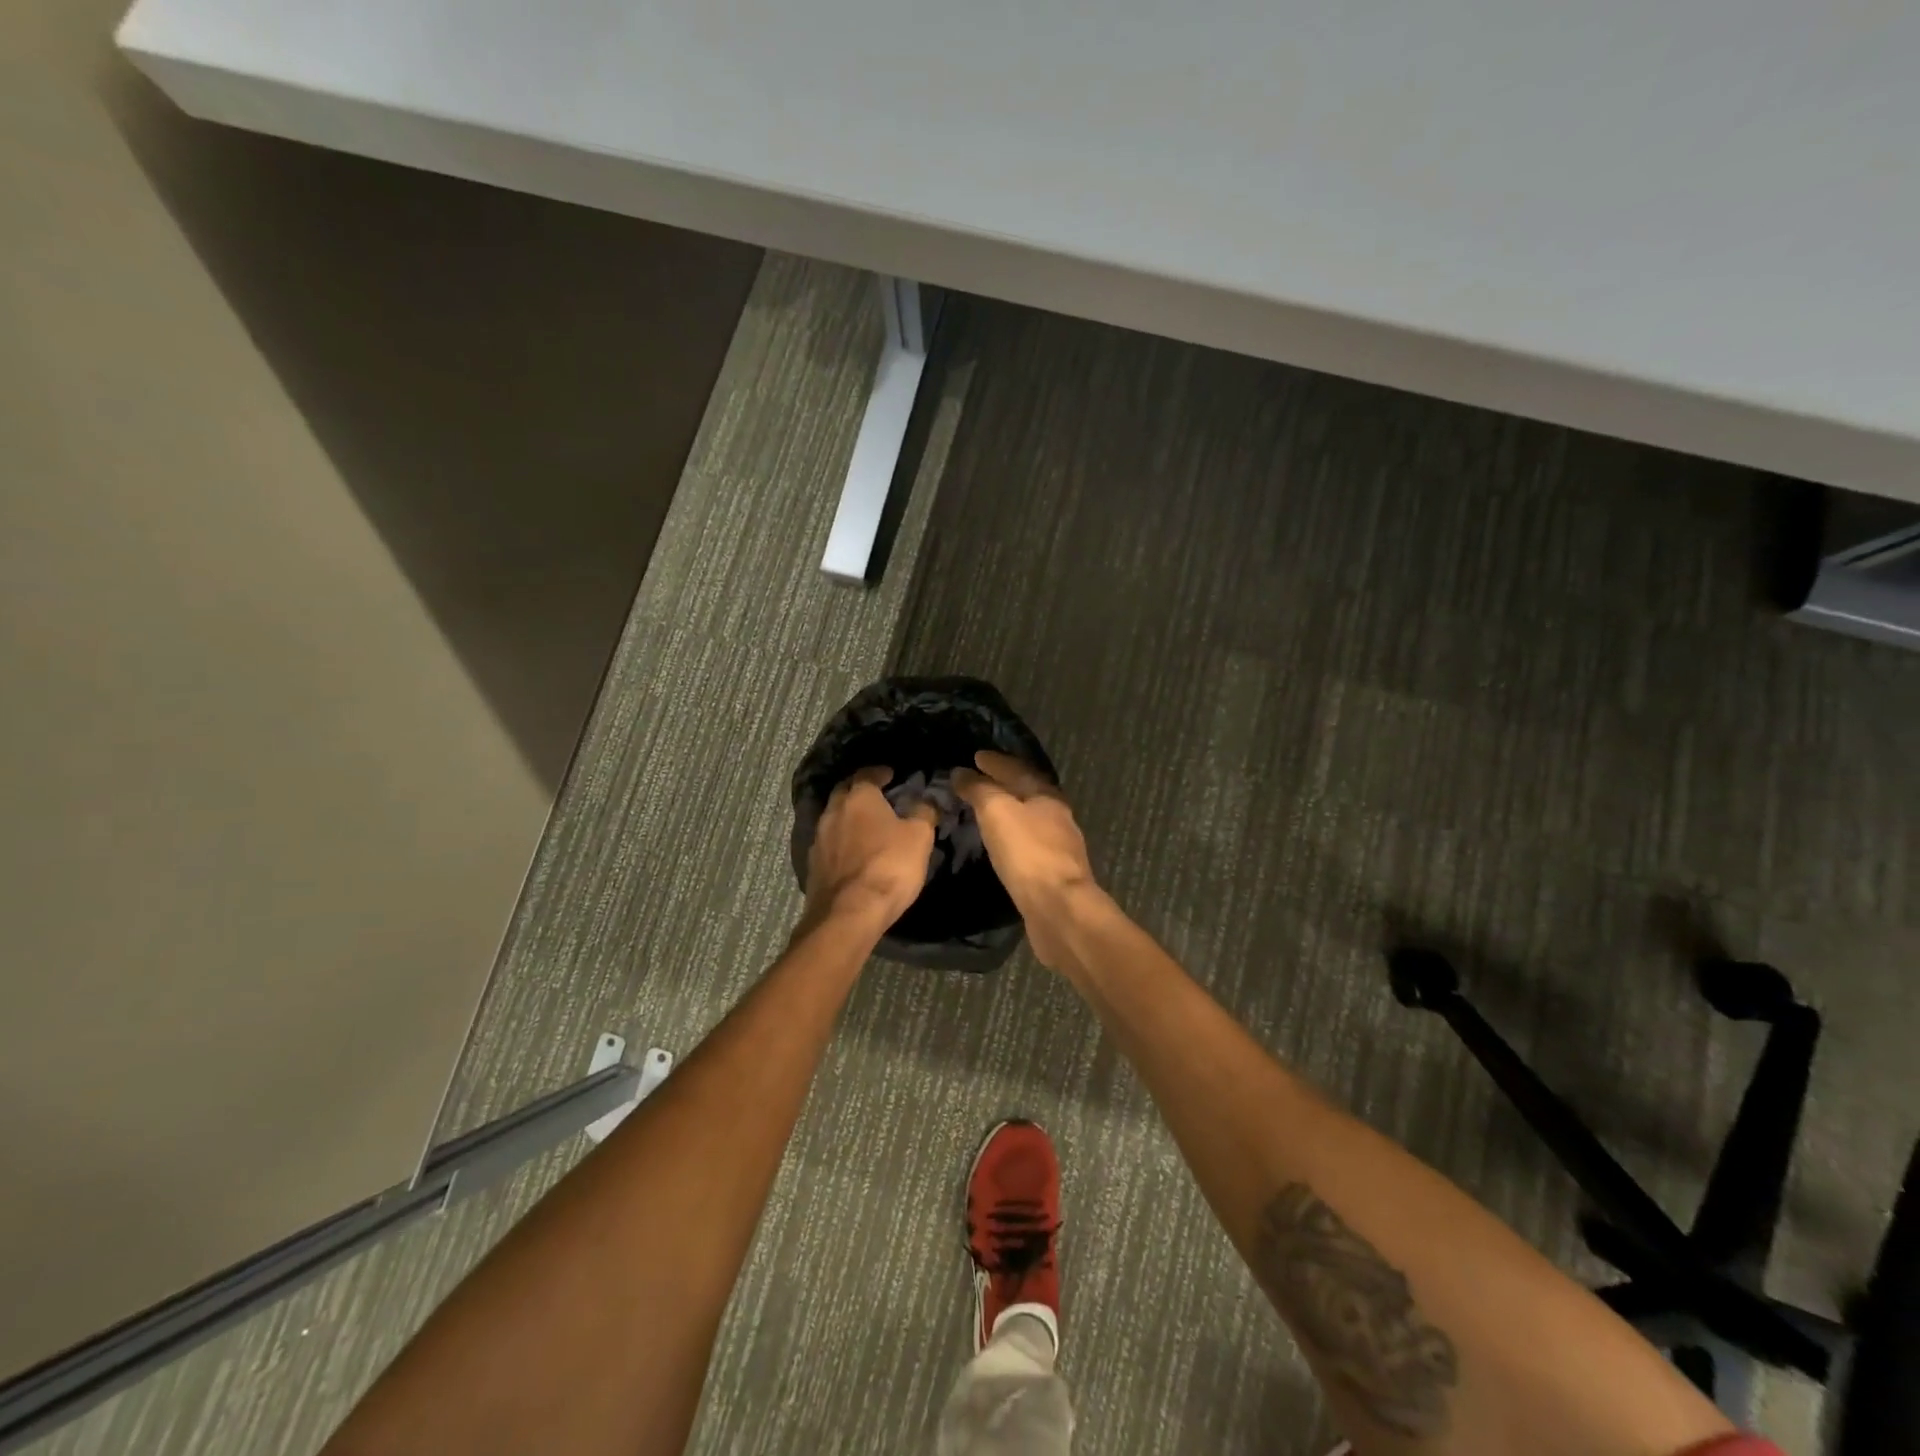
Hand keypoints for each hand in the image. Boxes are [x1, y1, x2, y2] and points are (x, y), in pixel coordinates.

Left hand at [803, 767, 937, 932]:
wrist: (848, 914)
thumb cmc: (888, 867)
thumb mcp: (919, 837)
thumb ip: (923, 813)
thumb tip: (925, 801)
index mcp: (858, 798)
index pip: (866, 774)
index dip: (880, 772)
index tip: (891, 775)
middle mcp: (833, 812)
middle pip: (844, 792)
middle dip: (859, 790)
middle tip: (876, 795)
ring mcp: (819, 839)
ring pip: (833, 817)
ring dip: (848, 817)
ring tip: (865, 824)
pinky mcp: (813, 865)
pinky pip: (829, 843)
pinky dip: (840, 841)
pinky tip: (852, 851)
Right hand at [952, 751, 1101, 969]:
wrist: (1059, 907)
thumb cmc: (1027, 852)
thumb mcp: (997, 811)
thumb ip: (979, 790)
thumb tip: (962, 773)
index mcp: (1046, 796)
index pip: (1017, 769)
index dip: (995, 762)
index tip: (976, 756)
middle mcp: (1057, 816)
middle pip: (1027, 791)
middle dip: (1003, 783)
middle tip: (978, 779)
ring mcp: (1058, 846)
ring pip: (1029, 817)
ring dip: (1008, 809)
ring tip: (985, 809)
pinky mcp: (1053, 872)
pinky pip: (1028, 843)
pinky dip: (1011, 835)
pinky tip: (1001, 842)